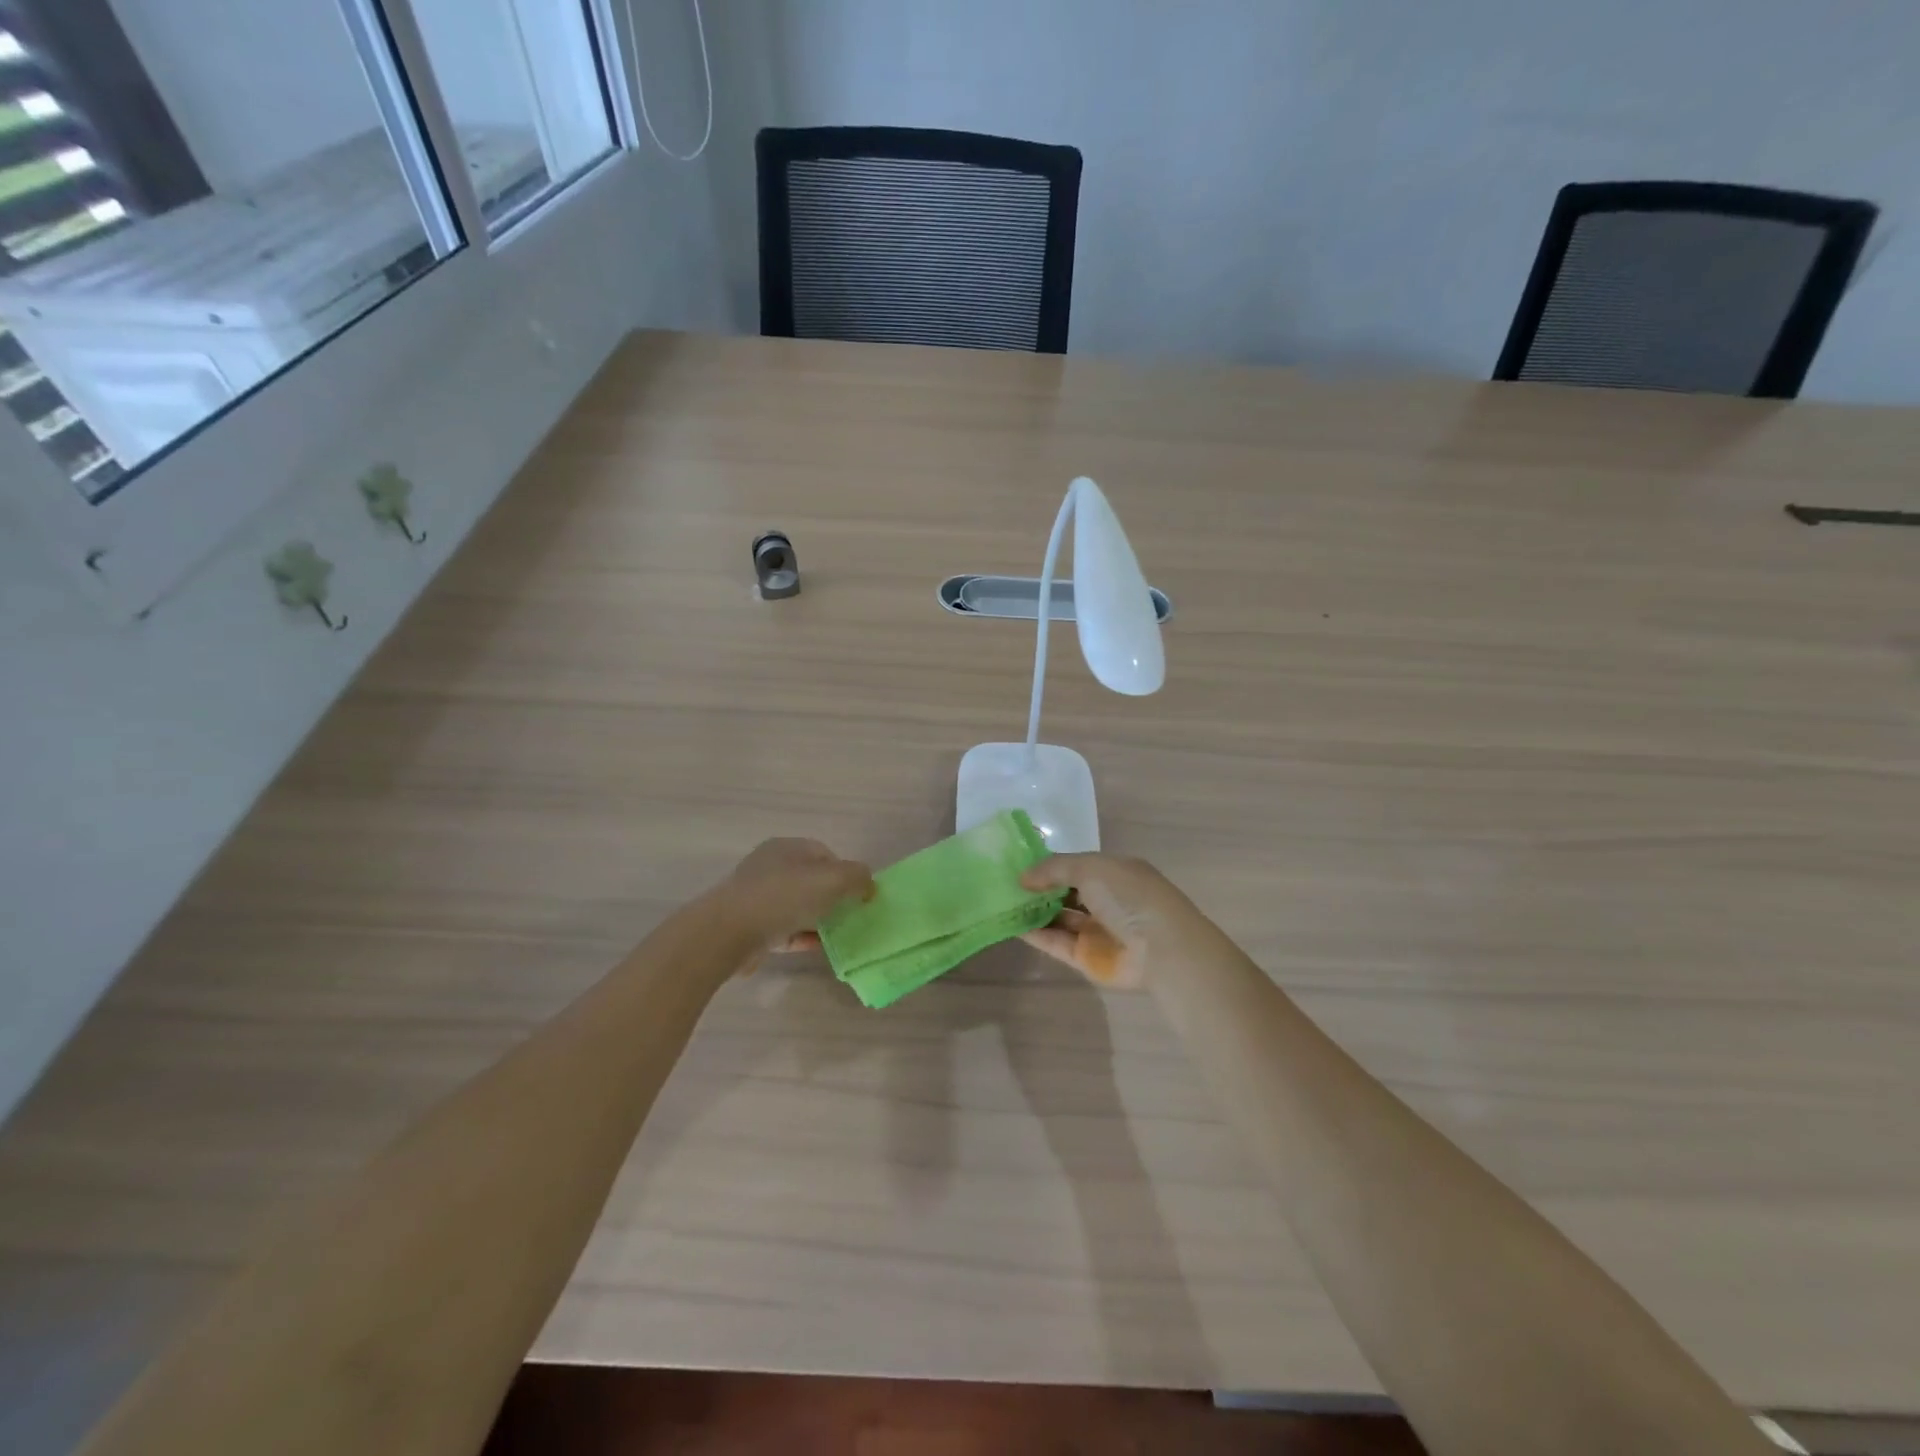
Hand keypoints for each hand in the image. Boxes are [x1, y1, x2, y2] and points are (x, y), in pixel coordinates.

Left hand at [723, 838, 873, 952]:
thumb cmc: (784, 896)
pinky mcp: (751, 926)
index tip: (859, 895)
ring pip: (798, 906)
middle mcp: (771, 867)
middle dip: (833, 897)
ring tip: (839, 935)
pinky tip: (819, 948)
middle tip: (851, 915)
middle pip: (811, 880)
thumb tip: (867, 884)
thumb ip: (858, 877)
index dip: (846, 872)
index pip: (825, 854)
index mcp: (787, 847)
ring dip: (818, 919)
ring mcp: (758, 897)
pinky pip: (785, 929)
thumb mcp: (833, 879)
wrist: (729, 932)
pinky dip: (803, 936)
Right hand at [1019, 853, 1204, 988]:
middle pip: (1065, 892)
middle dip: (1038, 888)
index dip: (1048, 865)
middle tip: (1002, 883)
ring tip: (1000, 902)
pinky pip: (1057, 943)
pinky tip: (1011, 924)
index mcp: (1114, 873)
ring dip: (1034, 910)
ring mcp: (1097, 930)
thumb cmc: (1130, 898)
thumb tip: (1023, 877)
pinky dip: (1036, 934)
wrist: (1162, 950)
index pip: (1075, 866)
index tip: (1017, 864)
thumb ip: (1054, 869)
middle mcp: (1106, 900)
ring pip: (1059, 918)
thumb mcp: (1091, 868)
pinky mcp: (1087, 958)